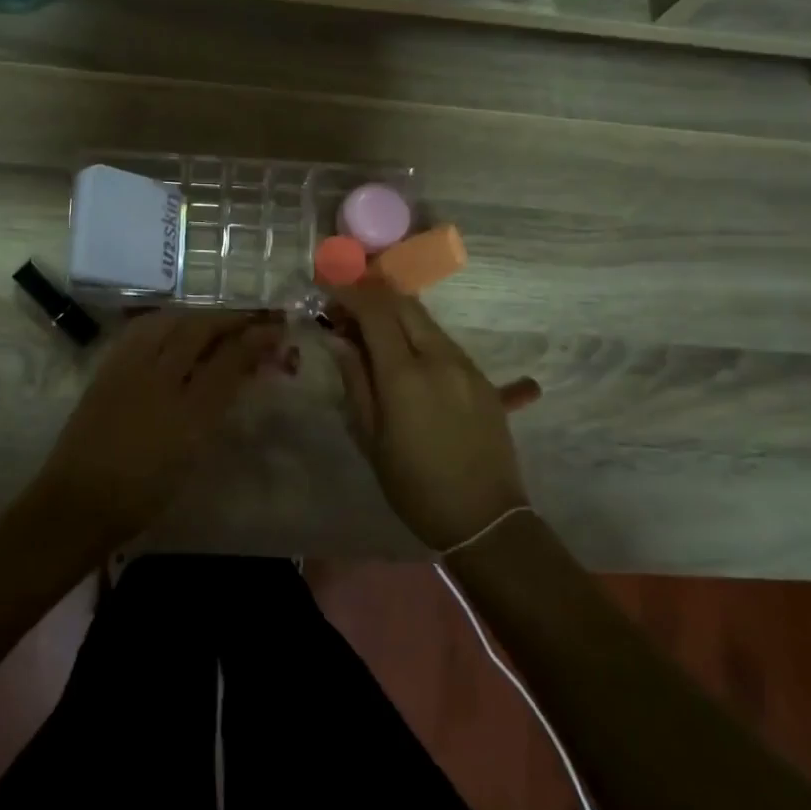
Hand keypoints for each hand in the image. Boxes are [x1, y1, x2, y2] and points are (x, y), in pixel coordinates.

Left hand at [30, 308, 281, 548]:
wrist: (79, 502)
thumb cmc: (143, 493)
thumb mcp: (192, 456)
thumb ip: (215, 411)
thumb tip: (235, 375)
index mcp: (190, 413)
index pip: (230, 360)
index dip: (256, 339)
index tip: (276, 329)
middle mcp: (161, 380)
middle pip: (200, 330)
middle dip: (229, 319)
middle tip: (248, 318)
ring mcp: (130, 370)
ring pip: (169, 322)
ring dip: (196, 315)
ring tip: (212, 319)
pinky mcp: (107, 369)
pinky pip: (141, 330)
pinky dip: (164, 320)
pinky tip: (171, 325)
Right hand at [327, 281, 528, 550]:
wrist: (484, 517)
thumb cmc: (415, 486)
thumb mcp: (371, 438)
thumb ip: (355, 381)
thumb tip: (338, 340)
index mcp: (405, 375)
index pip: (375, 312)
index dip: (348, 294)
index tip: (326, 292)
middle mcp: (439, 357)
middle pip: (403, 304)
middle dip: (371, 296)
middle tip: (345, 309)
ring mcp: (465, 364)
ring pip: (425, 320)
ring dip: (394, 314)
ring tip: (369, 331)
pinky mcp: (481, 377)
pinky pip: (443, 341)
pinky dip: (416, 334)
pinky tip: (403, 354)